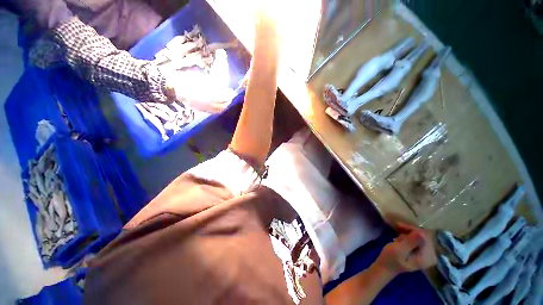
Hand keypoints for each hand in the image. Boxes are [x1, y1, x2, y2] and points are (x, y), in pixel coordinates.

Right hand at [375, 222, 436, 276]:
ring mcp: (426, 255)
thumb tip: (421, 233)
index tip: (399, 226)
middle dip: (410, 232)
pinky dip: (408, 237)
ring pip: (420, 236)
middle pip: (424, 236)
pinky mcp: (421, 253)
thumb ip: (410, 242)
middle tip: (397, 229)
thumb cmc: (390, 259)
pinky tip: (400, 238)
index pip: (425, 237)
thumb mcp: (399, 250)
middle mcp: (430, 256)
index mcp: (427, 258)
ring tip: (397, 237)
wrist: (385, 267)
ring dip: (407, 234)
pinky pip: (417, 240)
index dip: (413, 230)